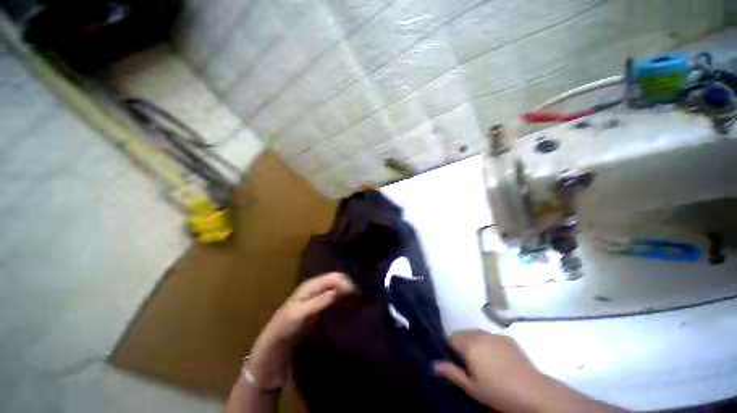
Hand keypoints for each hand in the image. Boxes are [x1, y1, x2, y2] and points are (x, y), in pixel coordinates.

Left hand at [248, 272, 354, 388]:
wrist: (274, 348)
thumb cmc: (284, 329)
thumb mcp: (300, 314)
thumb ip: (319, 301)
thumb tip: (340, 290)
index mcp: (311, 285)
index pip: (334, 277)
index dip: (347, 283)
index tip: (360, 293)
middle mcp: (316, 287)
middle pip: (337, 281)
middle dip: (350, 286)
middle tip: (364, 297)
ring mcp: (318, 297)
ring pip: (338, 289)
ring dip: (348, 293)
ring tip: (362, 300)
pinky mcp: (320, 307)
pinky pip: (335, 298)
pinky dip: (344, 300)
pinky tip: (352, 305)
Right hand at [433, 330, 542, 410]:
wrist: (534, 392)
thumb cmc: (498, 392)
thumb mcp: (472, 388)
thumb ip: (451, 373)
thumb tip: (433, 364)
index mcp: (469, 344)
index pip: (450, 337)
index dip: (449, 347)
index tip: (454, 360)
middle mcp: (480, 334)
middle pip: (463, 333)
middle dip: (461, 344)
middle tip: (467, 362)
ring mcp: (495, 335)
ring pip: (476, 333)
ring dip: (474, 342)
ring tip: (482, 360)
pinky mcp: (508, 338)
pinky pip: (490, 336)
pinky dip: (488, 343)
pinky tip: (497, 358)